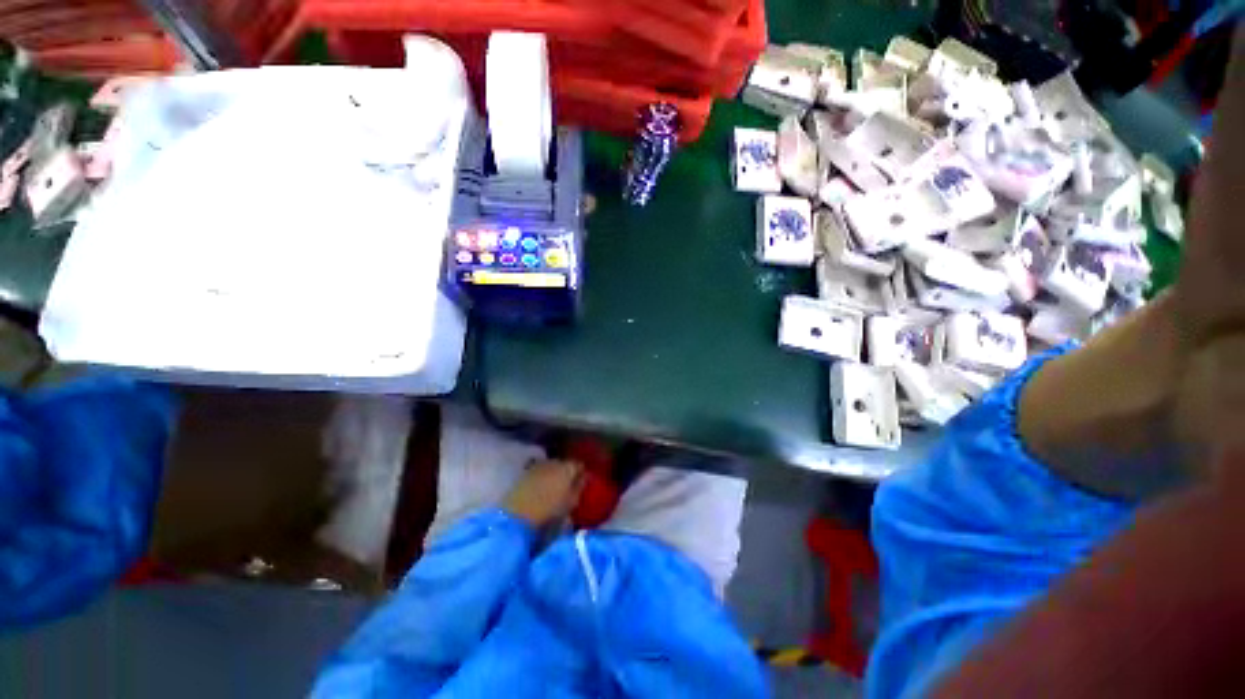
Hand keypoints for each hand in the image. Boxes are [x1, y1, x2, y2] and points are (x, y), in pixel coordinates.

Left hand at [502, 460, 585, 526]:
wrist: (518, 515)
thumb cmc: (549, 510)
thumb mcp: (570, 502)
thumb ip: (579, 487)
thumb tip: (585, 477)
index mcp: (567, 468)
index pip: (578, 464)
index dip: (581, 472)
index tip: (581, 480)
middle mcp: (553, 462)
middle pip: (564, 464)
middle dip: (567, 471)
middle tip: (567, 484)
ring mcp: (538, 465)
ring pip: (551, 466)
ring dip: (554, 473)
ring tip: (554, 486)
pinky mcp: (526, 472)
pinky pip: (539, 471)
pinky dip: (542, 477)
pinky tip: (541, 487)